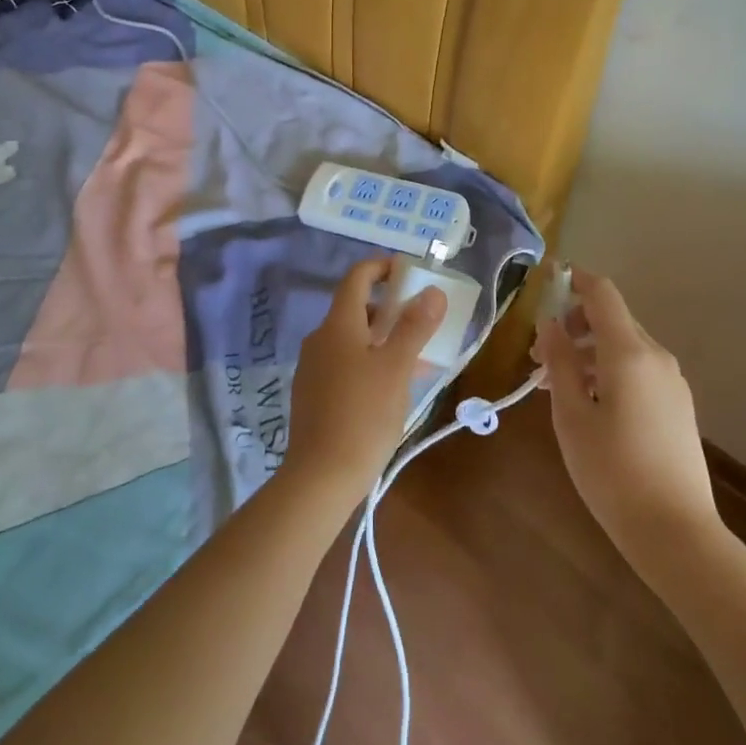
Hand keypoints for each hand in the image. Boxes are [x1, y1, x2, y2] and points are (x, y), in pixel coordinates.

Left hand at [284, 258, 444, 501]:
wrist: (320, 477)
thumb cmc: (363, 415)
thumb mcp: (397, 368)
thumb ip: (414, 327)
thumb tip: (432, 291)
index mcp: (338, 324)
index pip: (357, 276)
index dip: (383, 267)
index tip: (410, 272)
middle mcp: (320, 338)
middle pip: (355, 307)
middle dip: (389, 307)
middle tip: (422, 320)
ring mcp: (313, 367)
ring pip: (352, 338)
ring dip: (382, 338)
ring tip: (415, 357)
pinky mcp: (312, 393)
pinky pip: (345, 363)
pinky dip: (369, 361)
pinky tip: (391, 388)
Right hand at [534, 266, 721, 569]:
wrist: (676, 533)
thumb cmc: (612, 471)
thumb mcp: (571, 415)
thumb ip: (559, 361)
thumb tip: (550, 323)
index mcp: (629, 353)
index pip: (602, 293)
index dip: (573, 279)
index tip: (545, 280)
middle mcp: (656, 357)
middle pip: (611, 319)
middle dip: (571, 325)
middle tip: (537, 357)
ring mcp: (671, 382)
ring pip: (622, 346)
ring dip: (586, 351)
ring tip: (554, 385)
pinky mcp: (677, 405)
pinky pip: (637, 369)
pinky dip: (607, 370)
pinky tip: (586, 404)